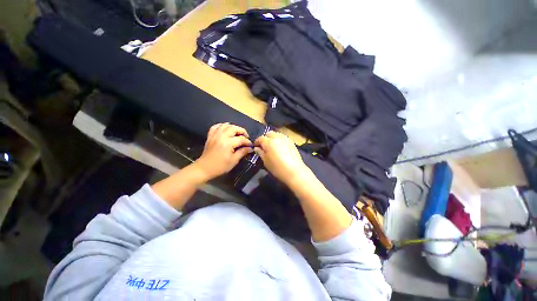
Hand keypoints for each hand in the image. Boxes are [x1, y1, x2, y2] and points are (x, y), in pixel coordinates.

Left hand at [194, 123, 252, 180]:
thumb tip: (250, 148)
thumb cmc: (220, 166)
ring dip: (233, 127)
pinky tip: (226, 129)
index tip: (250, 145)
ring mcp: (215, 135)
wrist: (204, 169)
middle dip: (242, 131)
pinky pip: (215, 127)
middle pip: (234, 128)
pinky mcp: (210, 136)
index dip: (247, 142)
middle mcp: (221, 136)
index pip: (241, 139)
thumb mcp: (234, 160)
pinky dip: (221, 126)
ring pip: (225, 125)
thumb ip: (242, 152)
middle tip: (246, 137)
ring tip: (237, 133)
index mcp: (228, 143)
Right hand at [254, 131, 311, 185]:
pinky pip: (283, 137)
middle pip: (269, 133)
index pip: (260, 138)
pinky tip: (280, 147)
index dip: (257, 142)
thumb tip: (257, 148)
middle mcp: (277, 137)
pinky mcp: (291, 142)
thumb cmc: (277, 168)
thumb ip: (260, 153)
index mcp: (269, 142)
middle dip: (265, 138)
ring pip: (276, 134)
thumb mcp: (266, 162)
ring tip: (272, 146)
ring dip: (272, 138)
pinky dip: (279, 140)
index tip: (256, 147)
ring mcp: (285, 139)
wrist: (294, 171)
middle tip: (264, 146)